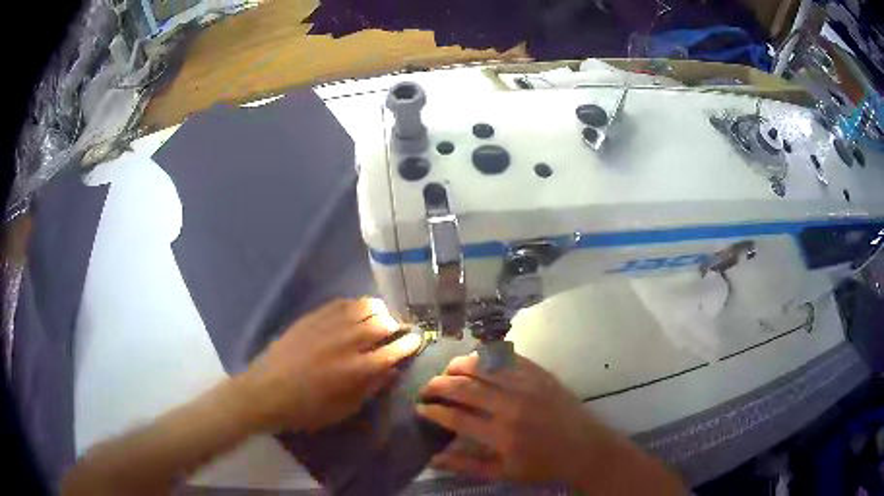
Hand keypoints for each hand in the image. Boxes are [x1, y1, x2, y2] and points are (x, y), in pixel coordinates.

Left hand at [233, 298, 421, 432]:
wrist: (266, 390)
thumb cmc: (307, 408)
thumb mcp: (345, 408)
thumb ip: (371, 388)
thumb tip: (391, 370)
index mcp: (359, 369)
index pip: (395, 350)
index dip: (409, 343)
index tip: (416, 339)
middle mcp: (349, 341)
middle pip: (383, 324)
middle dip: (396, 325)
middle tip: (397, 330)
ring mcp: (329, 325)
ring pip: (364, 307)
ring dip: (378, 311)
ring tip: (380, 317)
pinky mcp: (313, 317)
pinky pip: (342, 302)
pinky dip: (356, 304)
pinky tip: (356, 311)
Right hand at [416, 353, 619, 485]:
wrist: (585, 449)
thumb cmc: (542, 466)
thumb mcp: (503, 474)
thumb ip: (466, 465)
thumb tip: (433, 457)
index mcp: (501, 435)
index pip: (455, 417)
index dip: (433, 410)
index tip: (420, 407)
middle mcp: (511, 405)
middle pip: (465, 387)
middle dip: (438, 385)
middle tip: (427, 388)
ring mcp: (528, 385)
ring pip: (484, 365)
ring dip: (459, 365)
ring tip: (447, 371)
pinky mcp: (541, 374)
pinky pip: (508, 357)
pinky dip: (488, 356)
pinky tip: (477, 360)